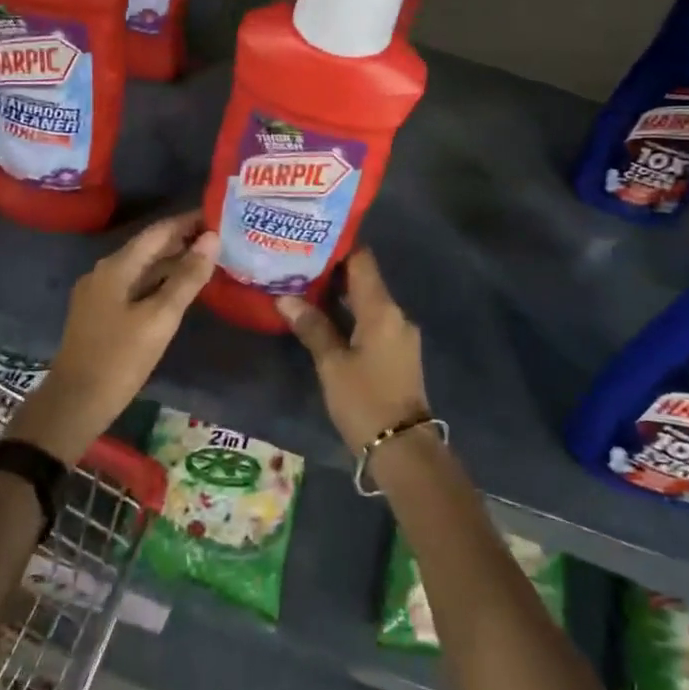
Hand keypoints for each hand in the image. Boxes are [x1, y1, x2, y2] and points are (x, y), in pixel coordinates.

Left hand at [6, 212, 217, 463]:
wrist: (74, 404)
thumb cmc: (119, 359)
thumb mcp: (160, 319)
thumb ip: (187, 278)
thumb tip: (212, 239)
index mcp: (116, 267)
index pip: (159, 231)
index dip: (189, 221)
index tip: (220, 215)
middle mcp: (105, 271)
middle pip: (150, 247)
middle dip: (183, 240)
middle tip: (222, 238)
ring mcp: (99, 292)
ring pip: (143, 267)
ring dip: (173, 262)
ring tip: (208, 260)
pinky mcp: (100, 312)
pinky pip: (135, 285)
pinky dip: (160, 281)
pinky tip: (180, 289)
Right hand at [275, 250, 428, 453]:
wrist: (403, 448)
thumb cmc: (365, 400)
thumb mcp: (332, 364)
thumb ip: (312, 327)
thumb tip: (285, 298)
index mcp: (382, 309)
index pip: (362, 261)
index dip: (337, 248)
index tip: (309, 241)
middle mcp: (396, 314)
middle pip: (364, 280)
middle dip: (332, 273)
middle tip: (296, 266)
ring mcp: (399, 334)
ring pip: (367, 303)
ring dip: (339, 297)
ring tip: (303, 290)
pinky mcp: (397, 353)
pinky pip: (372, 322)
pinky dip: (349, 316)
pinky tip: (324, 321)